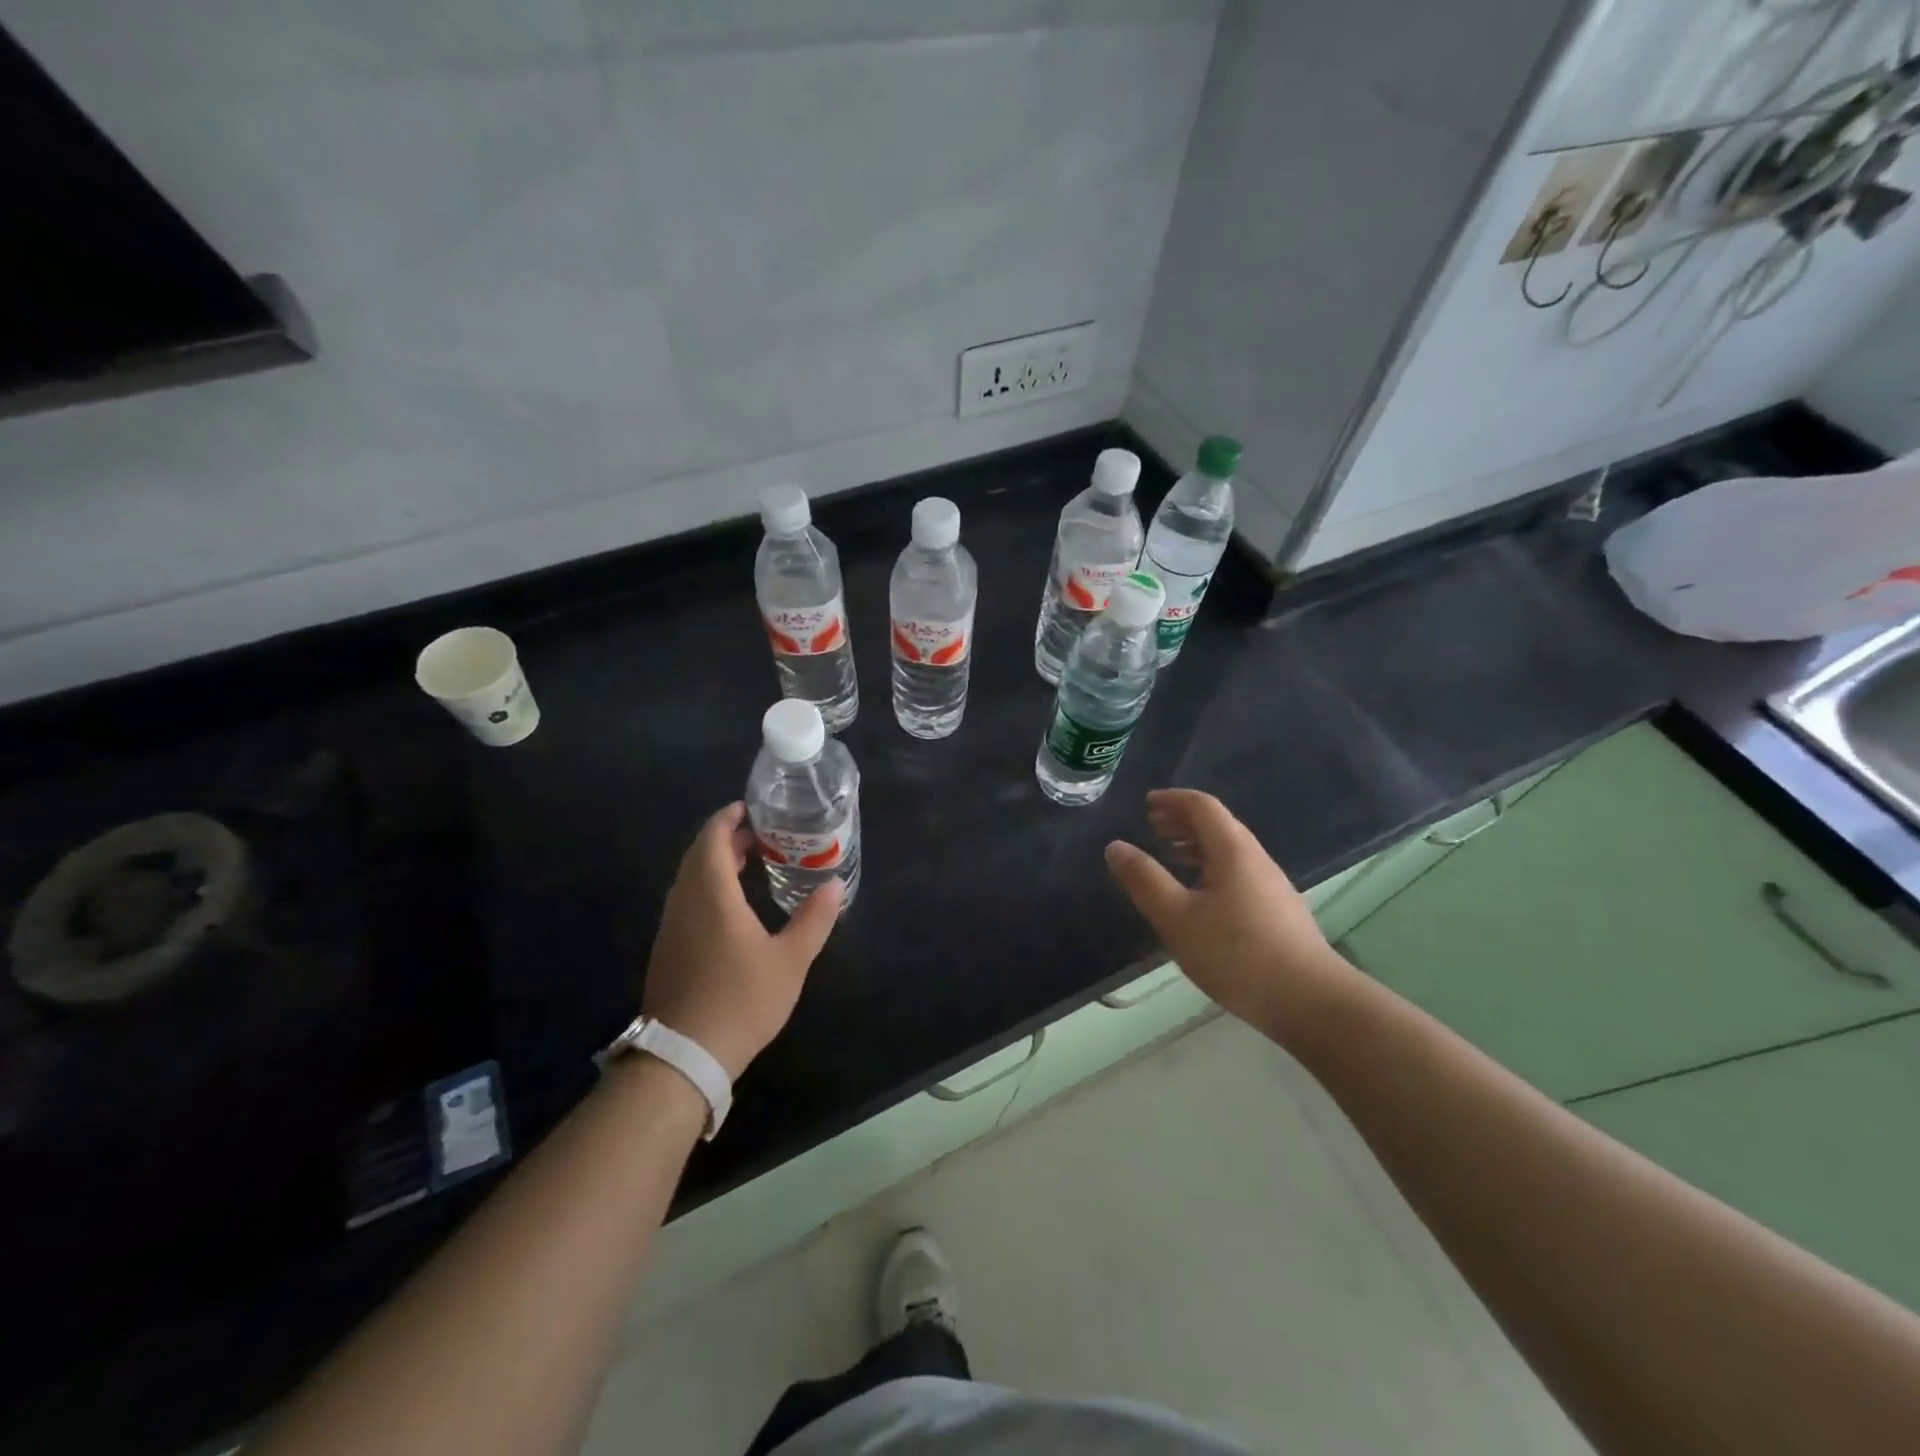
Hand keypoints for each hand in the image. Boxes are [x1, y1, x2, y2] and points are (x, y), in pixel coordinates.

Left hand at [642, 802, 841, 1079]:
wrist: (683, 1056)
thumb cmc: (741, 1000)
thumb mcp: (790, 960)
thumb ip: (814, 919)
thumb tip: (834, 885)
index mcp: (712, 894)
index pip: (712, 838)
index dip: (729, 818)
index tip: (753, 809)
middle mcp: (684, 902)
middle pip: (699, 855)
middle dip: (726, 838)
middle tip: (762, 836)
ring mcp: (671, 927)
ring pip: (690, 878)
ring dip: (715, 863)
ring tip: (751, 864)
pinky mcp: (667, 949)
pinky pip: (686, 900)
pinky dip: (707, 887)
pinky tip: (731, 908)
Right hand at [1104, 789, 1353, 1034]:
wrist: (1311, 1002)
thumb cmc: (1236, 955)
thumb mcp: (1177, 918)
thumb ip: (1144, 880)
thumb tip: (1116, 846)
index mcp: (1233, 851)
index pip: (1203, 807)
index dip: (1173, 800)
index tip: (1146, 803)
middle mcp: (1256, 859)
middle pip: (1219, 825)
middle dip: (1183, 820)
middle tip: (1153, 826)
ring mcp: (1272, 886)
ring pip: (1230, 850)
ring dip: (1198, 844)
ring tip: (1171, 856)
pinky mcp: (1279, 911)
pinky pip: (1239, 872)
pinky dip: (1212, 867)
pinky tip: (1201, 896)